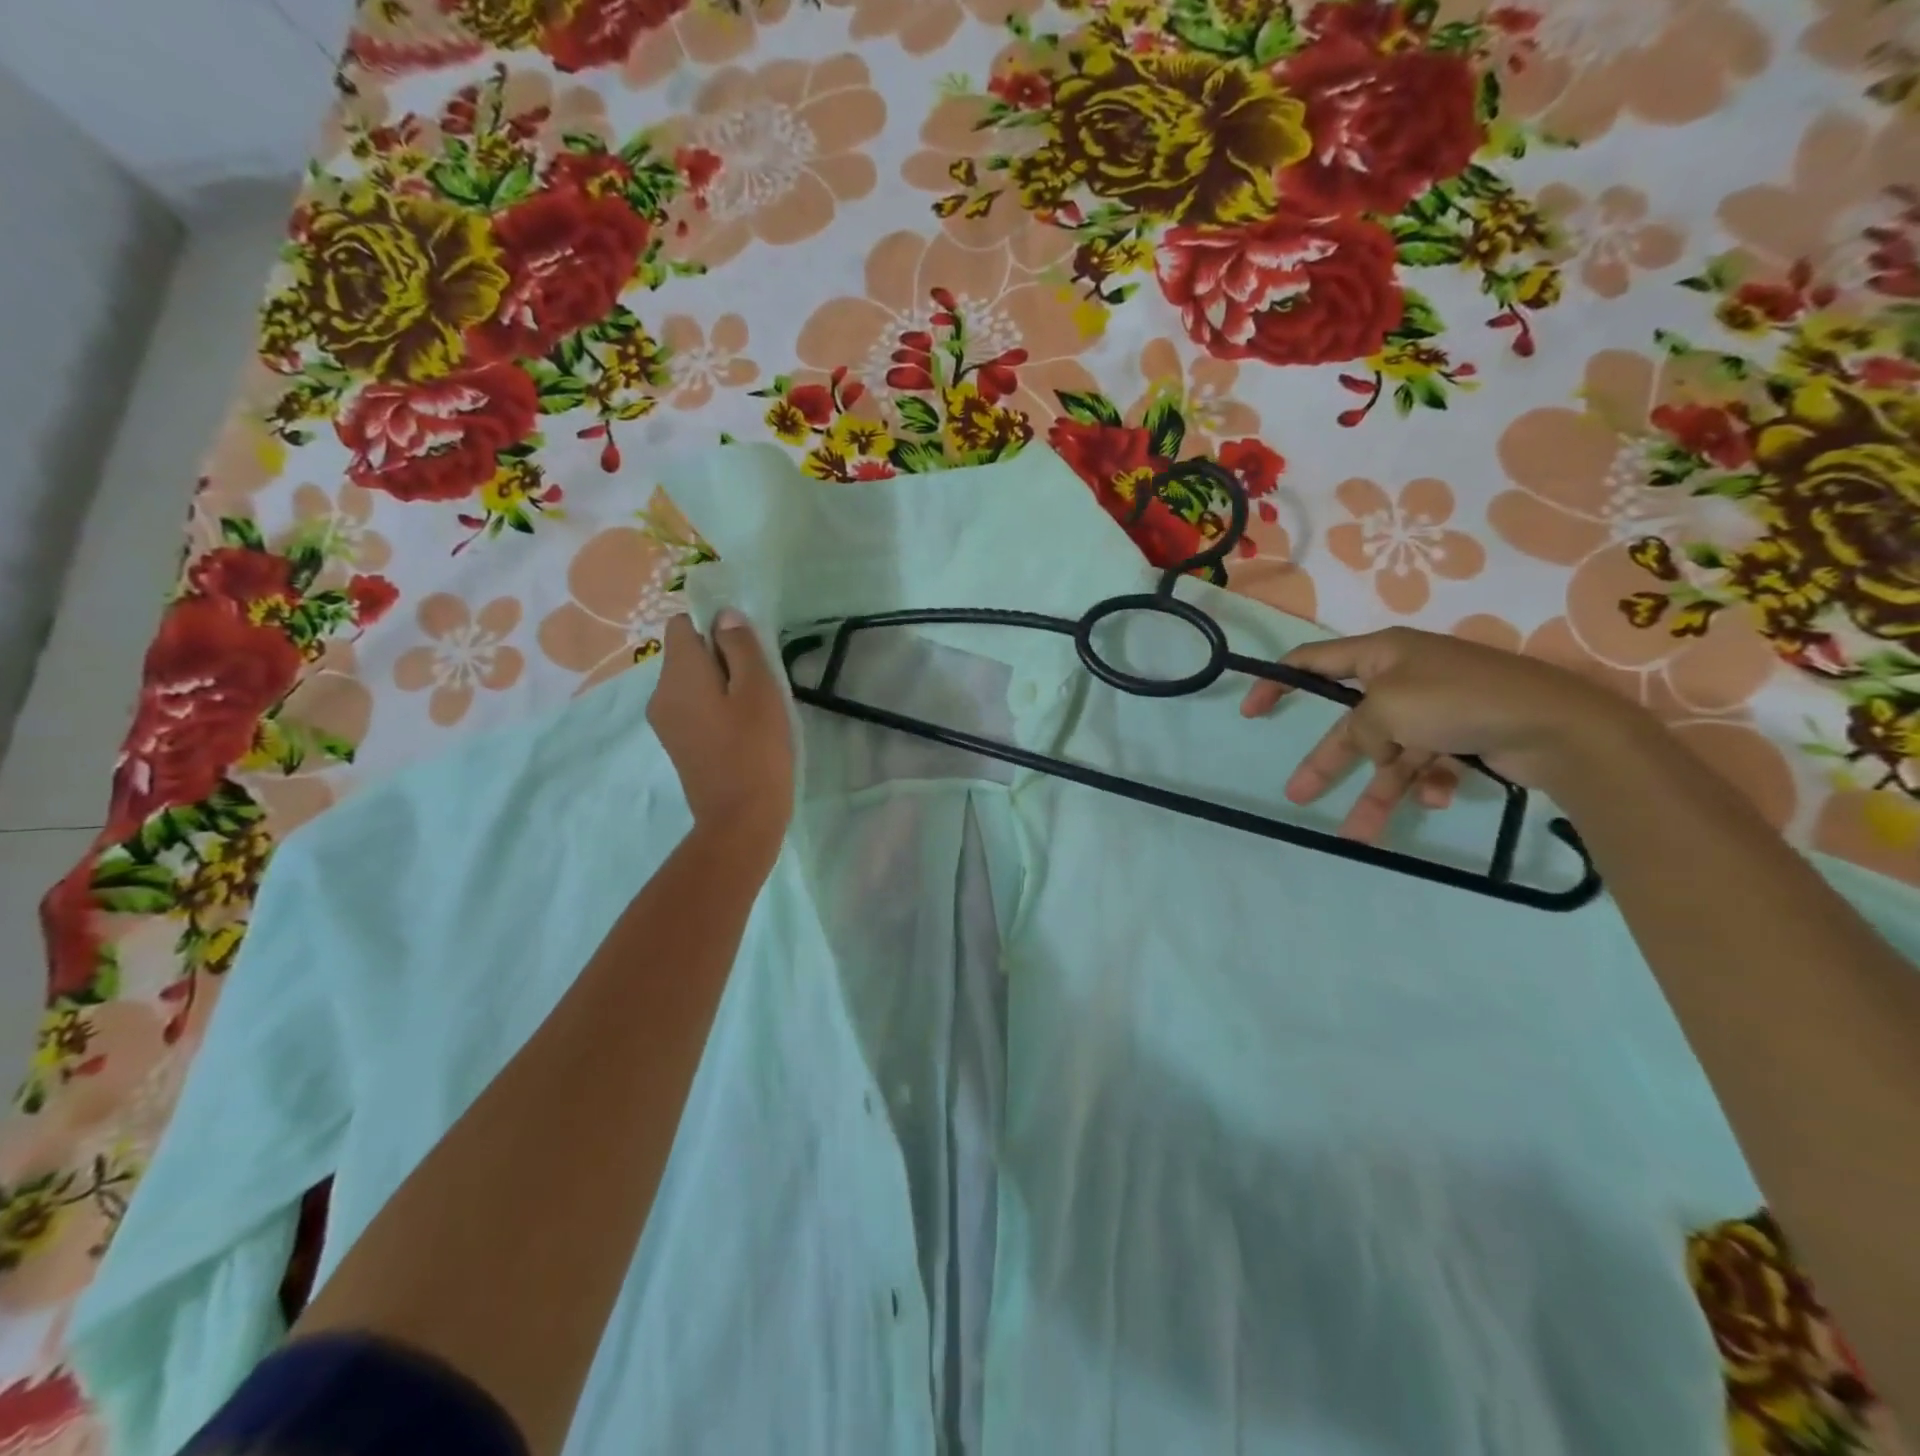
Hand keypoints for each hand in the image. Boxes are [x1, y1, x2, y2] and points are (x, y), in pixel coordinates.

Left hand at [648, 609, 794, 856]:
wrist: (740, 819)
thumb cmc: (755, 750)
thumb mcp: (759, 690)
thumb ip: (741, 647)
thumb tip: (724, 616)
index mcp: (678, 675)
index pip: (682, 625)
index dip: (714, 624)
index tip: (747, 645)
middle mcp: (661, 693)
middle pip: (688, 654)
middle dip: (722, 656)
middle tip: (760, 680)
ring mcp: (666, 722)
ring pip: (693, 682)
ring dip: (722, 683)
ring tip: (756, 707)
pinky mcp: (677, 743)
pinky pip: (693, 707)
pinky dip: (716, 707)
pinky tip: (743, 729)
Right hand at [1240, 626, 1649, 842]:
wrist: (1559, 727)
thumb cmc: (1459, 702)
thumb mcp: (1388, 708)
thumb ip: (1359, 727)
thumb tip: (1371, 745)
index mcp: (1383, 653)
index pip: (1313, 661)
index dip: (1277, 683)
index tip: (1251, 711)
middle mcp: (1405, 678)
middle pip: (1352, 724)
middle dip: (1327, 763)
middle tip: (1296, 794)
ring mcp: (1435, 709)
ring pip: (1389, 755)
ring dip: (1376, 793)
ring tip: (1357, 835)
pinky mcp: (1462, 737)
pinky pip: (1428, 763)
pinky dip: (1427, 783)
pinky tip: (1438, 799)